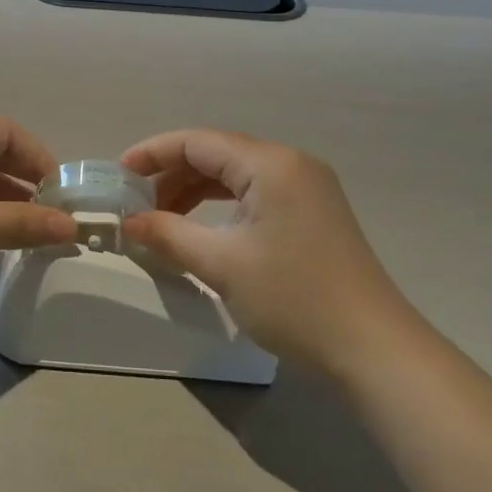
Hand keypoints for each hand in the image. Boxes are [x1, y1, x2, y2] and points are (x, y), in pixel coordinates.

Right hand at [120, 129, 410, 373]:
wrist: (373, 349)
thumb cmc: (294, 299)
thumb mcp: (222, 265)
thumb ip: (169, 235)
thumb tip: (129, 222)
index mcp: (271, 164)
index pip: (198, 141)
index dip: (153, 153)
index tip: (118, 175)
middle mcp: (291, 163)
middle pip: (217, 153)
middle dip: (172, 175)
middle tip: (136, 205)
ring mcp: (307, 187)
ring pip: (236, 175)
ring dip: (195, 191)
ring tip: (161, 219)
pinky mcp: (313, 212)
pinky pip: (256, 194)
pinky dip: (222, 206)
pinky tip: (201, 228)